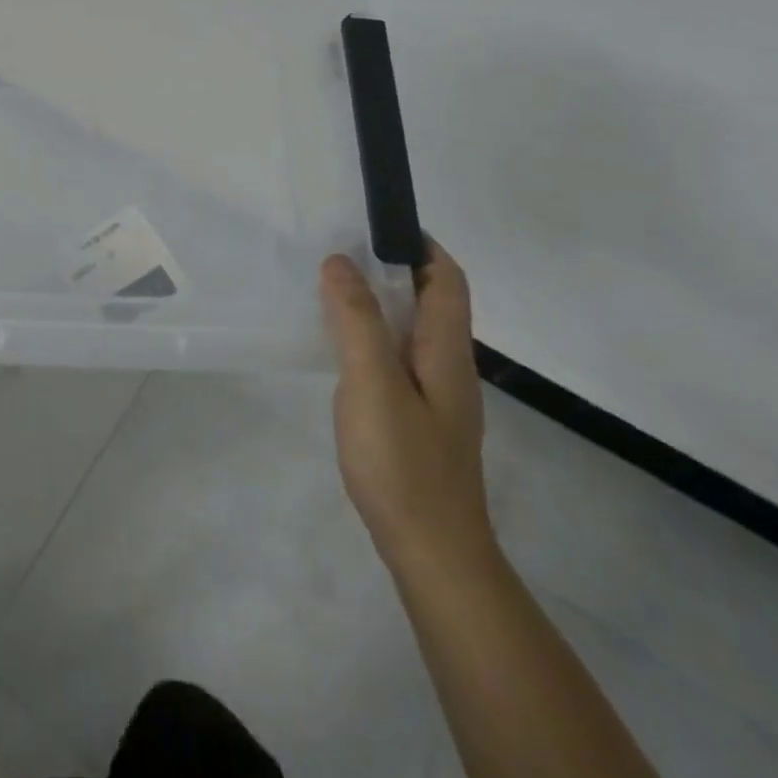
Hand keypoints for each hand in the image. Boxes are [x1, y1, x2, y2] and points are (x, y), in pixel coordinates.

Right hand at [322, 241, 494, 581]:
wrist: (432, 552)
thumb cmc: (404, 464)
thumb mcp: (373, 384)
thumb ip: (356, 321)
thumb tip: (340, 262)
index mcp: (446, 351)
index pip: (448, 279)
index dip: (421, 245)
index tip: (377, 224)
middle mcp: (448, 367)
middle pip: (431, 301)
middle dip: (392, 268)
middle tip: (338, 252)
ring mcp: (435, 397)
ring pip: (410, 331)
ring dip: (378, 303)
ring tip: (329, 290)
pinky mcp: (417, 420)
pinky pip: (395, 359)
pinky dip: (370, 337)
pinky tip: (339, 350)